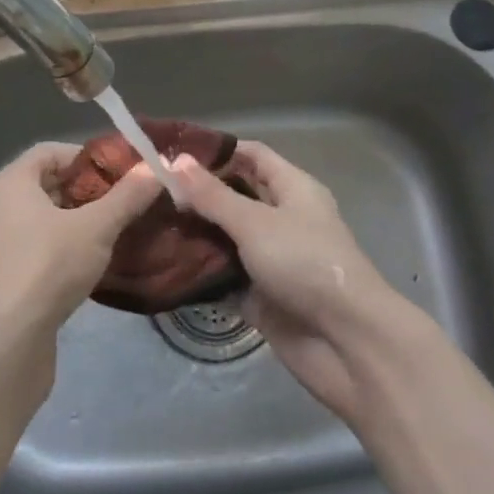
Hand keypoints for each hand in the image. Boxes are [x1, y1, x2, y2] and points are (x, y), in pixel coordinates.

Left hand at [0, 141, 161, 333]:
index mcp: (13, 182)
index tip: (119, 172)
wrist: (7, 339)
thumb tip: (157, 167)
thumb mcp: (96, 226)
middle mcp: (3, 206)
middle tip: (126, 199)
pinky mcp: (12, 276)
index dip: (87, 156)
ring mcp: (5, 243)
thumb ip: (127, 196)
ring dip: (84, 221)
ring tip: (120, 228)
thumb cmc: (48, 265)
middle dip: (90, 190)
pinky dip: (71, 247)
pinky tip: (99, 260)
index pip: (52, 151)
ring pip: (51, 218)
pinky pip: (46, 247)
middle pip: (52, 183)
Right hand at [172, 142, 398, 418]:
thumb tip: (174, 160)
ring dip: (196, 232)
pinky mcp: (262, 296)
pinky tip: (164, 264)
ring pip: (228, 237)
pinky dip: (201, 271)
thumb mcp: (255, 222)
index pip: (252, 155)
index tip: (173, 151)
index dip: (217, 150)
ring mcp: (272, 258)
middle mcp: (283, 218)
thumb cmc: (304, 263)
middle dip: (199, 192)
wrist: (345, 342)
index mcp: (293, 188)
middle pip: (236, 195)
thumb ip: (213, 195)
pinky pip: (226, 276)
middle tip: (150, 189)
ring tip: (148, 222)